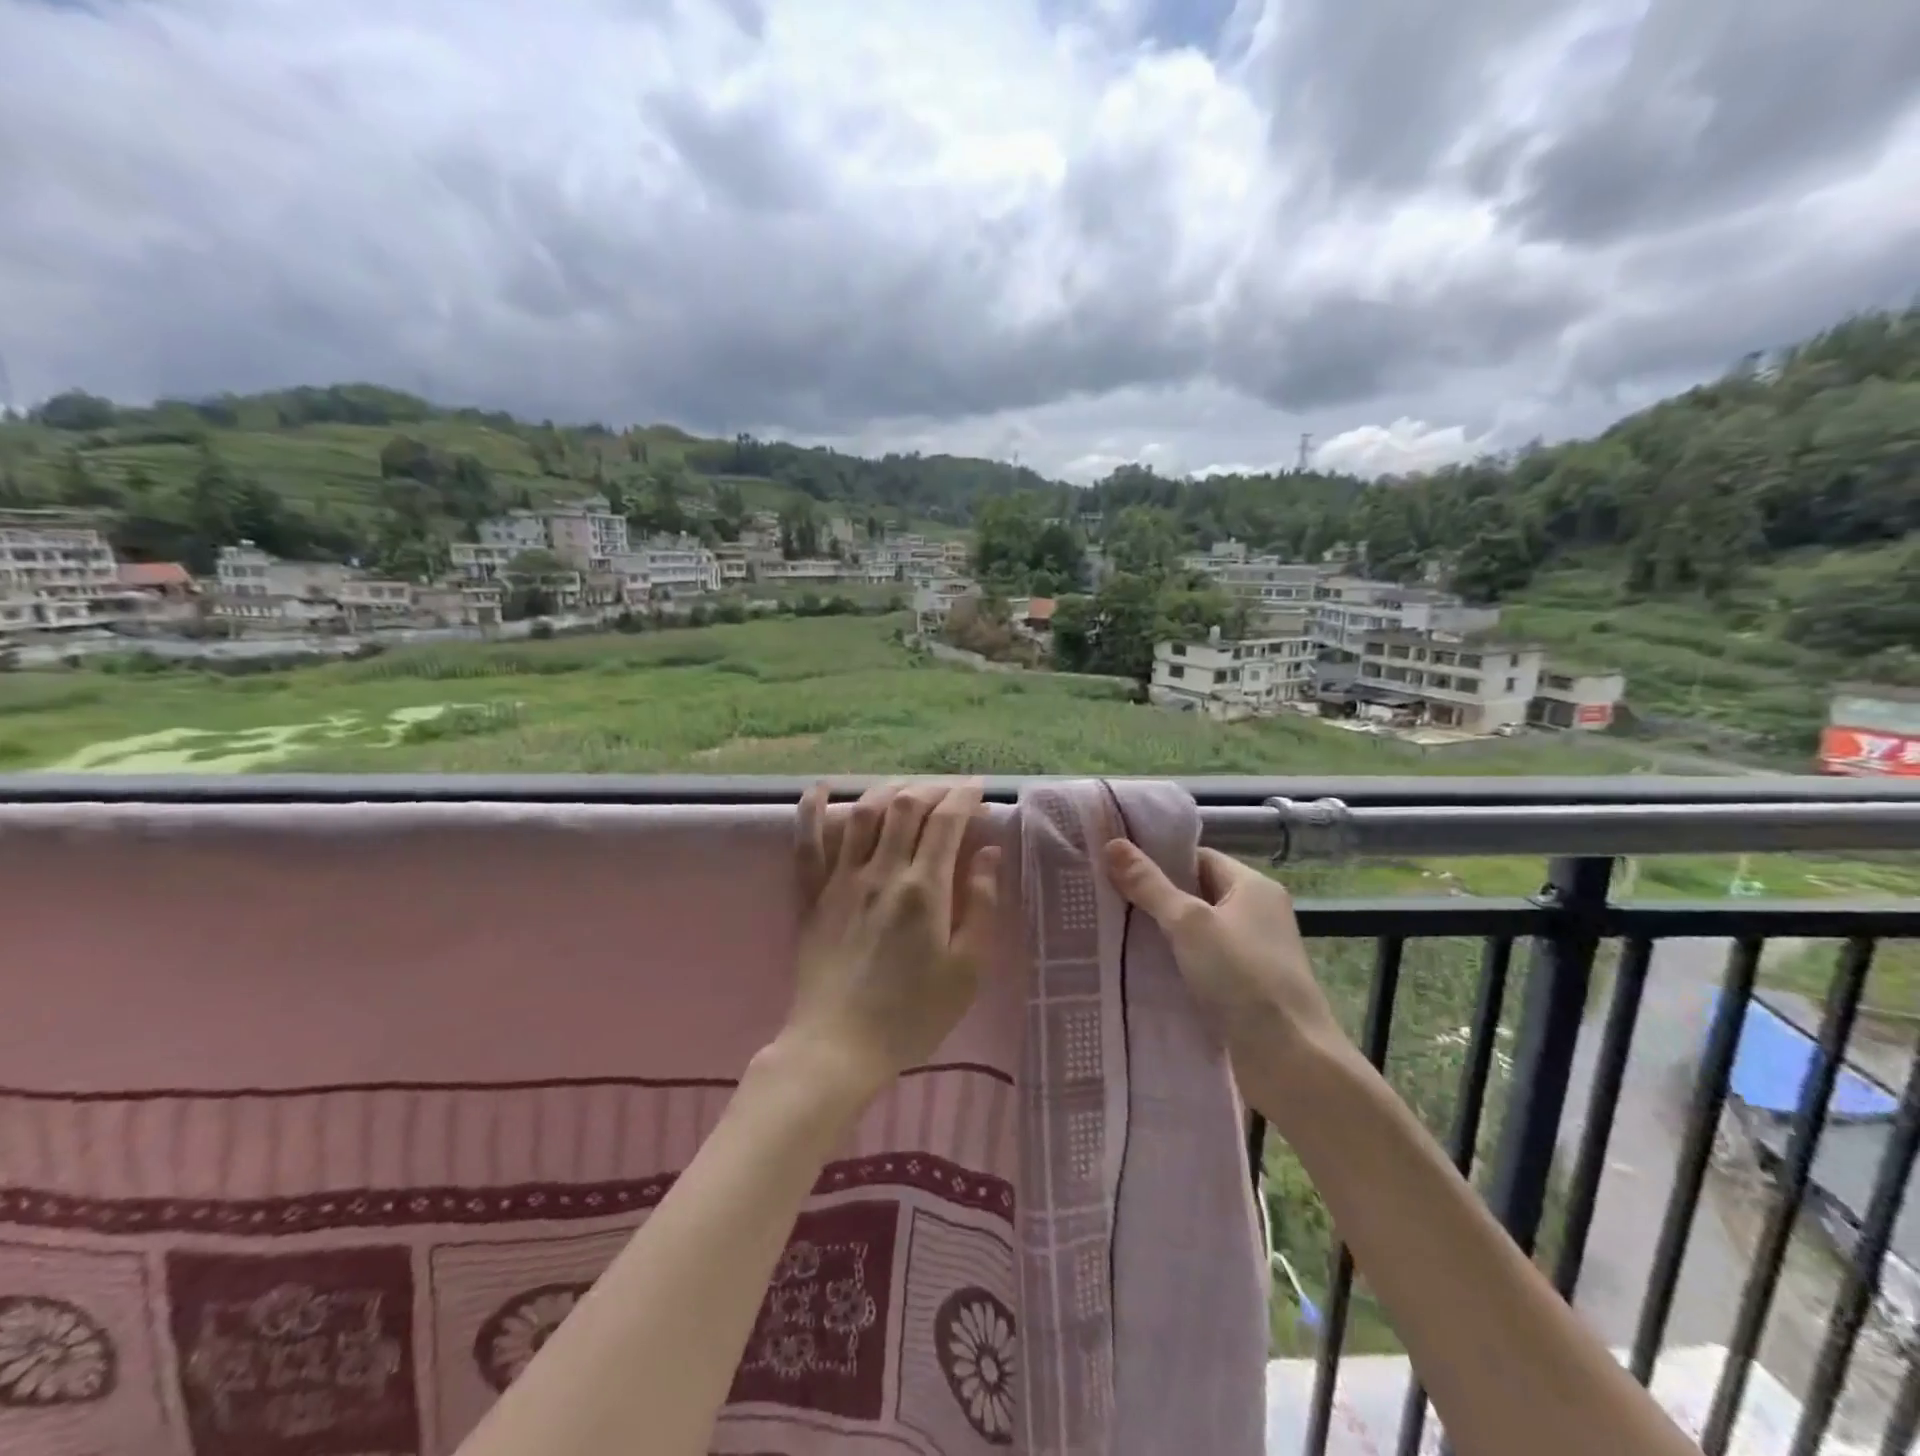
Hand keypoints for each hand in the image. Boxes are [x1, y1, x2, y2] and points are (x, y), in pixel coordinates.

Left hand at [783, 780, 1001, 1100]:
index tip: (978, 790)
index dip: (964, 796)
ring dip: (887, 790)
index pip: (946, 821)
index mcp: (924, 889)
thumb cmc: (912, 1015)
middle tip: (948, 793)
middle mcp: (882, 872)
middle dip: (931, 789)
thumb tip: (988, 853)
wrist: (839, 1047)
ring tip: (906, 790)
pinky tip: (822, 788)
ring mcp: (841, 880)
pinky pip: (808, 843)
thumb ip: (982, 906)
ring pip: (863, 813)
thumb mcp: (967, 970)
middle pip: (905, 806)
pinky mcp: (811, 896)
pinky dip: (812, 810)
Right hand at [1102, 841, 1345, 1068]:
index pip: (1198, 857)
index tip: (1116, 865)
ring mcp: (1251, 952)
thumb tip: (1113, 844)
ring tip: (1111, 929)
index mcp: (1253, 886)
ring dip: (1161, 932)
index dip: (1159, 859)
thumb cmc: (1242, 977)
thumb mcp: (1189, 924)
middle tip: (1104, 896)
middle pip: (1195, 892)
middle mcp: (1256, 913)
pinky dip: (1174, 961)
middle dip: (1153, 896)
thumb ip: (1150, 885)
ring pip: (1196, 930)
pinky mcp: (1243, 987)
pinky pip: (1201, 961)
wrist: (1290, 1060)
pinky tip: (1139, 967)